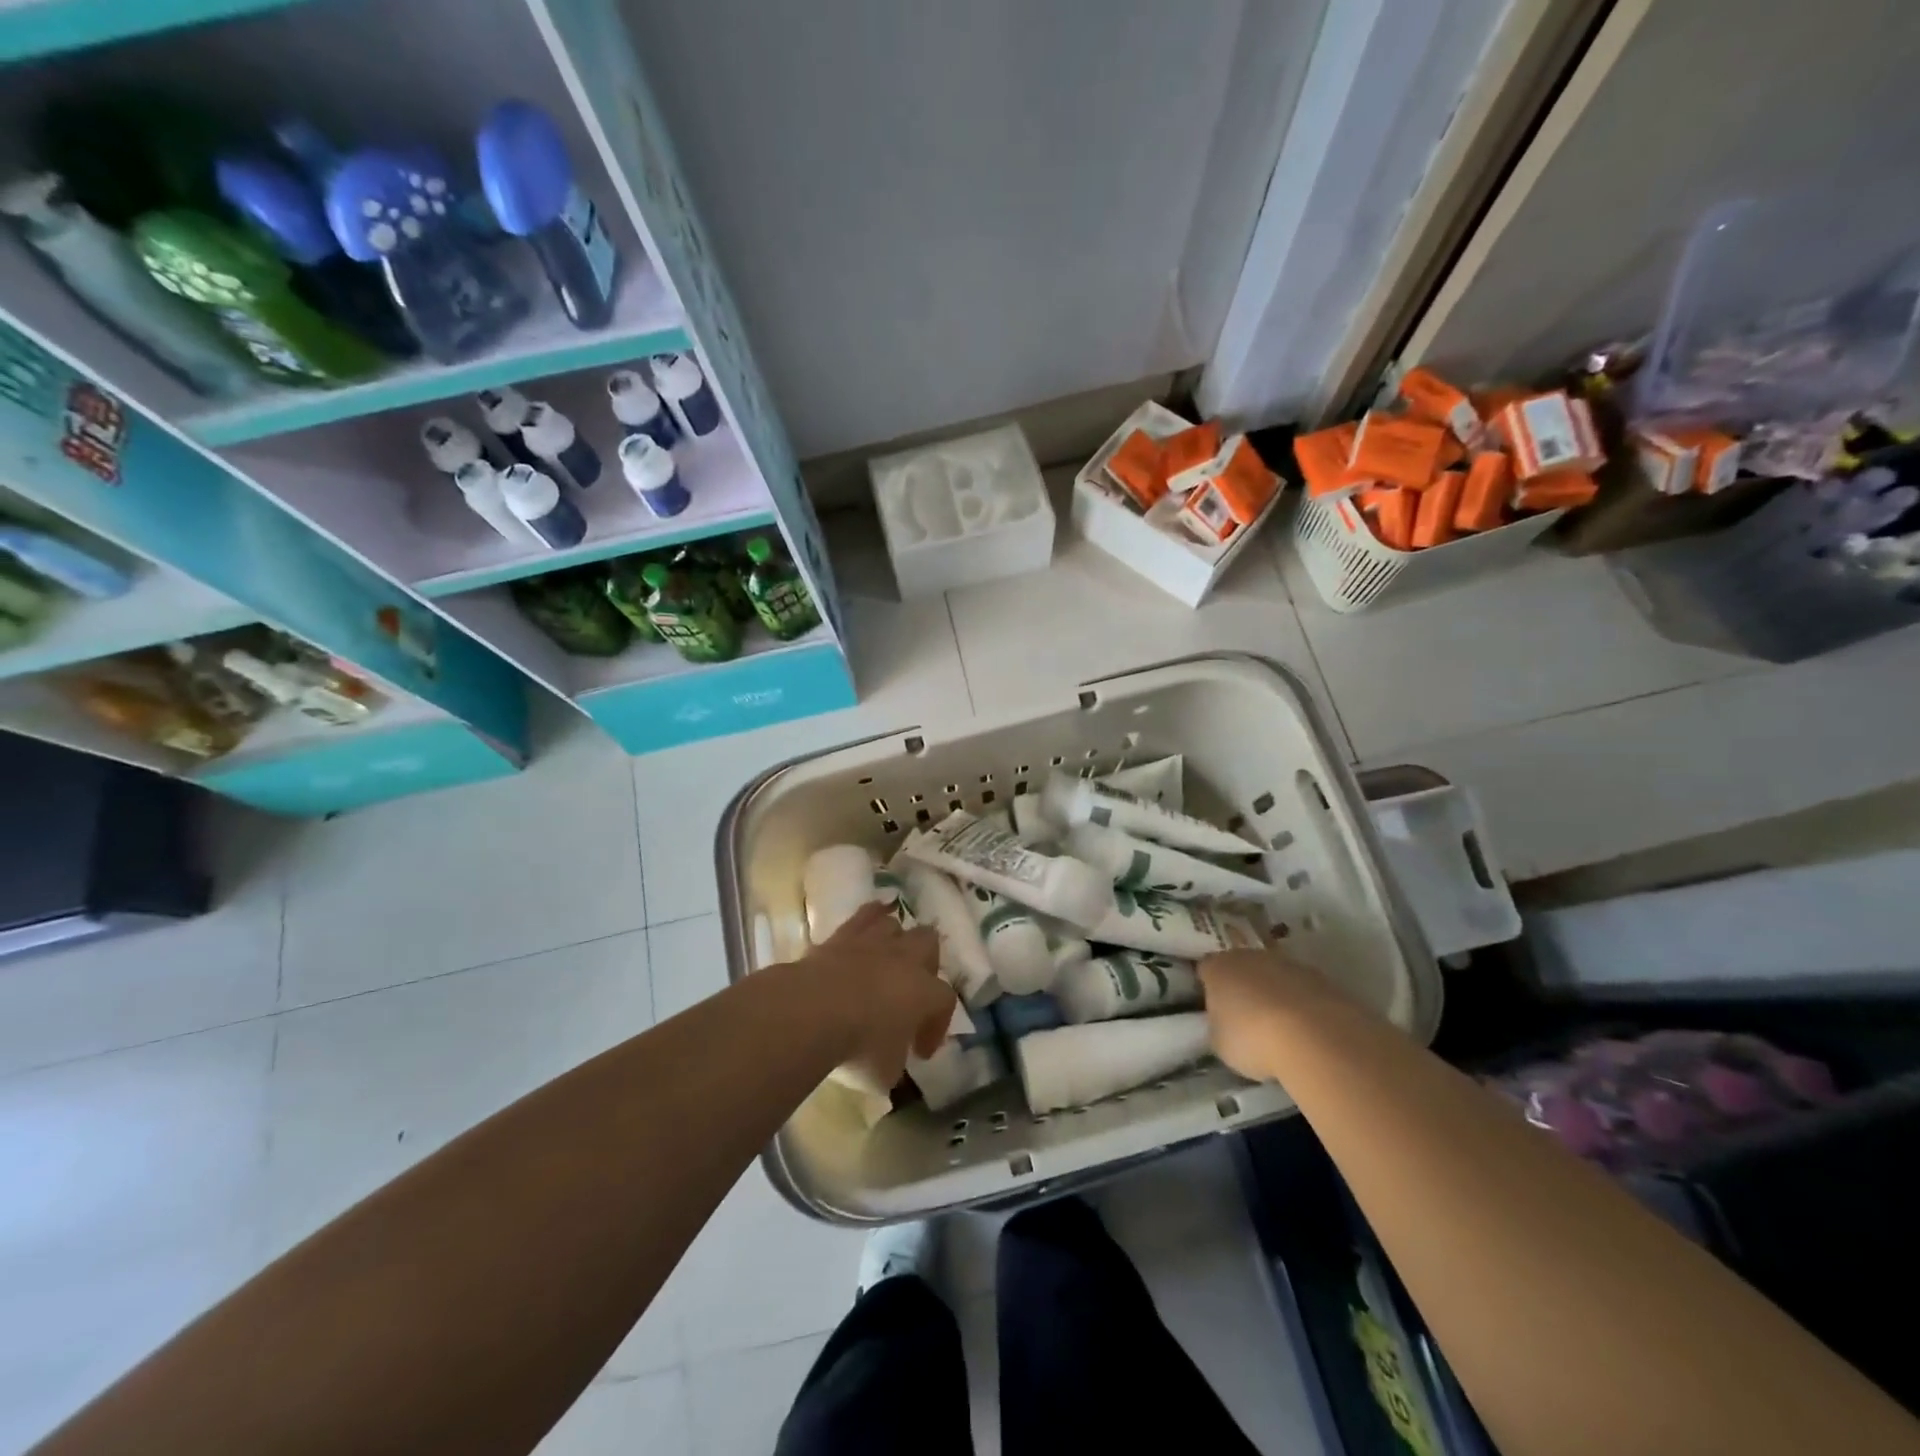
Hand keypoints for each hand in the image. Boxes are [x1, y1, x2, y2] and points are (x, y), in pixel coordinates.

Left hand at [801, 902, 953, 1088]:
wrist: (811, 1012)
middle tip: (911, 992)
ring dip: (895, 942)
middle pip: (929, 944)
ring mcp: (874, 942)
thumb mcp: (884, 1073)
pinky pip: (864, 915)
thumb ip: (895, 1061)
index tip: (920, 1052)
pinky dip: (869, 919)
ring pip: (897, 925)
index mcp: (925, 992)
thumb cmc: (857, 1047)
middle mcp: (906, 959)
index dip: (937, 1026)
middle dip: (925, 965)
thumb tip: (890, 1059)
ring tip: (886, 962)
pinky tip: (866, 927)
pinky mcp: (842, 934)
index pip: (945, 1001)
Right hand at [1198, 947, 1324, 1081]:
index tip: (1213, 1007)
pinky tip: (1307, 1030)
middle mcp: (1251, 957)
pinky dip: (1302, 1004)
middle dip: (1243, 986)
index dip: (1208, 987)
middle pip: (1242, 967)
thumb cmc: (1254, 1040)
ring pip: (1275, 975)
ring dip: (1275, 993)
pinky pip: (1303, 989)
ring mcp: (1289, 964)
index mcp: (1219, 967)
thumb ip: (1218, 1026)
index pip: (1206, 969)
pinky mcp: (1321, 978)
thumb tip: (1225, 1024)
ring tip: (1281, 1028)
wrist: (1316, 1038)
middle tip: (1246, 1017)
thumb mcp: (1220, 1043)